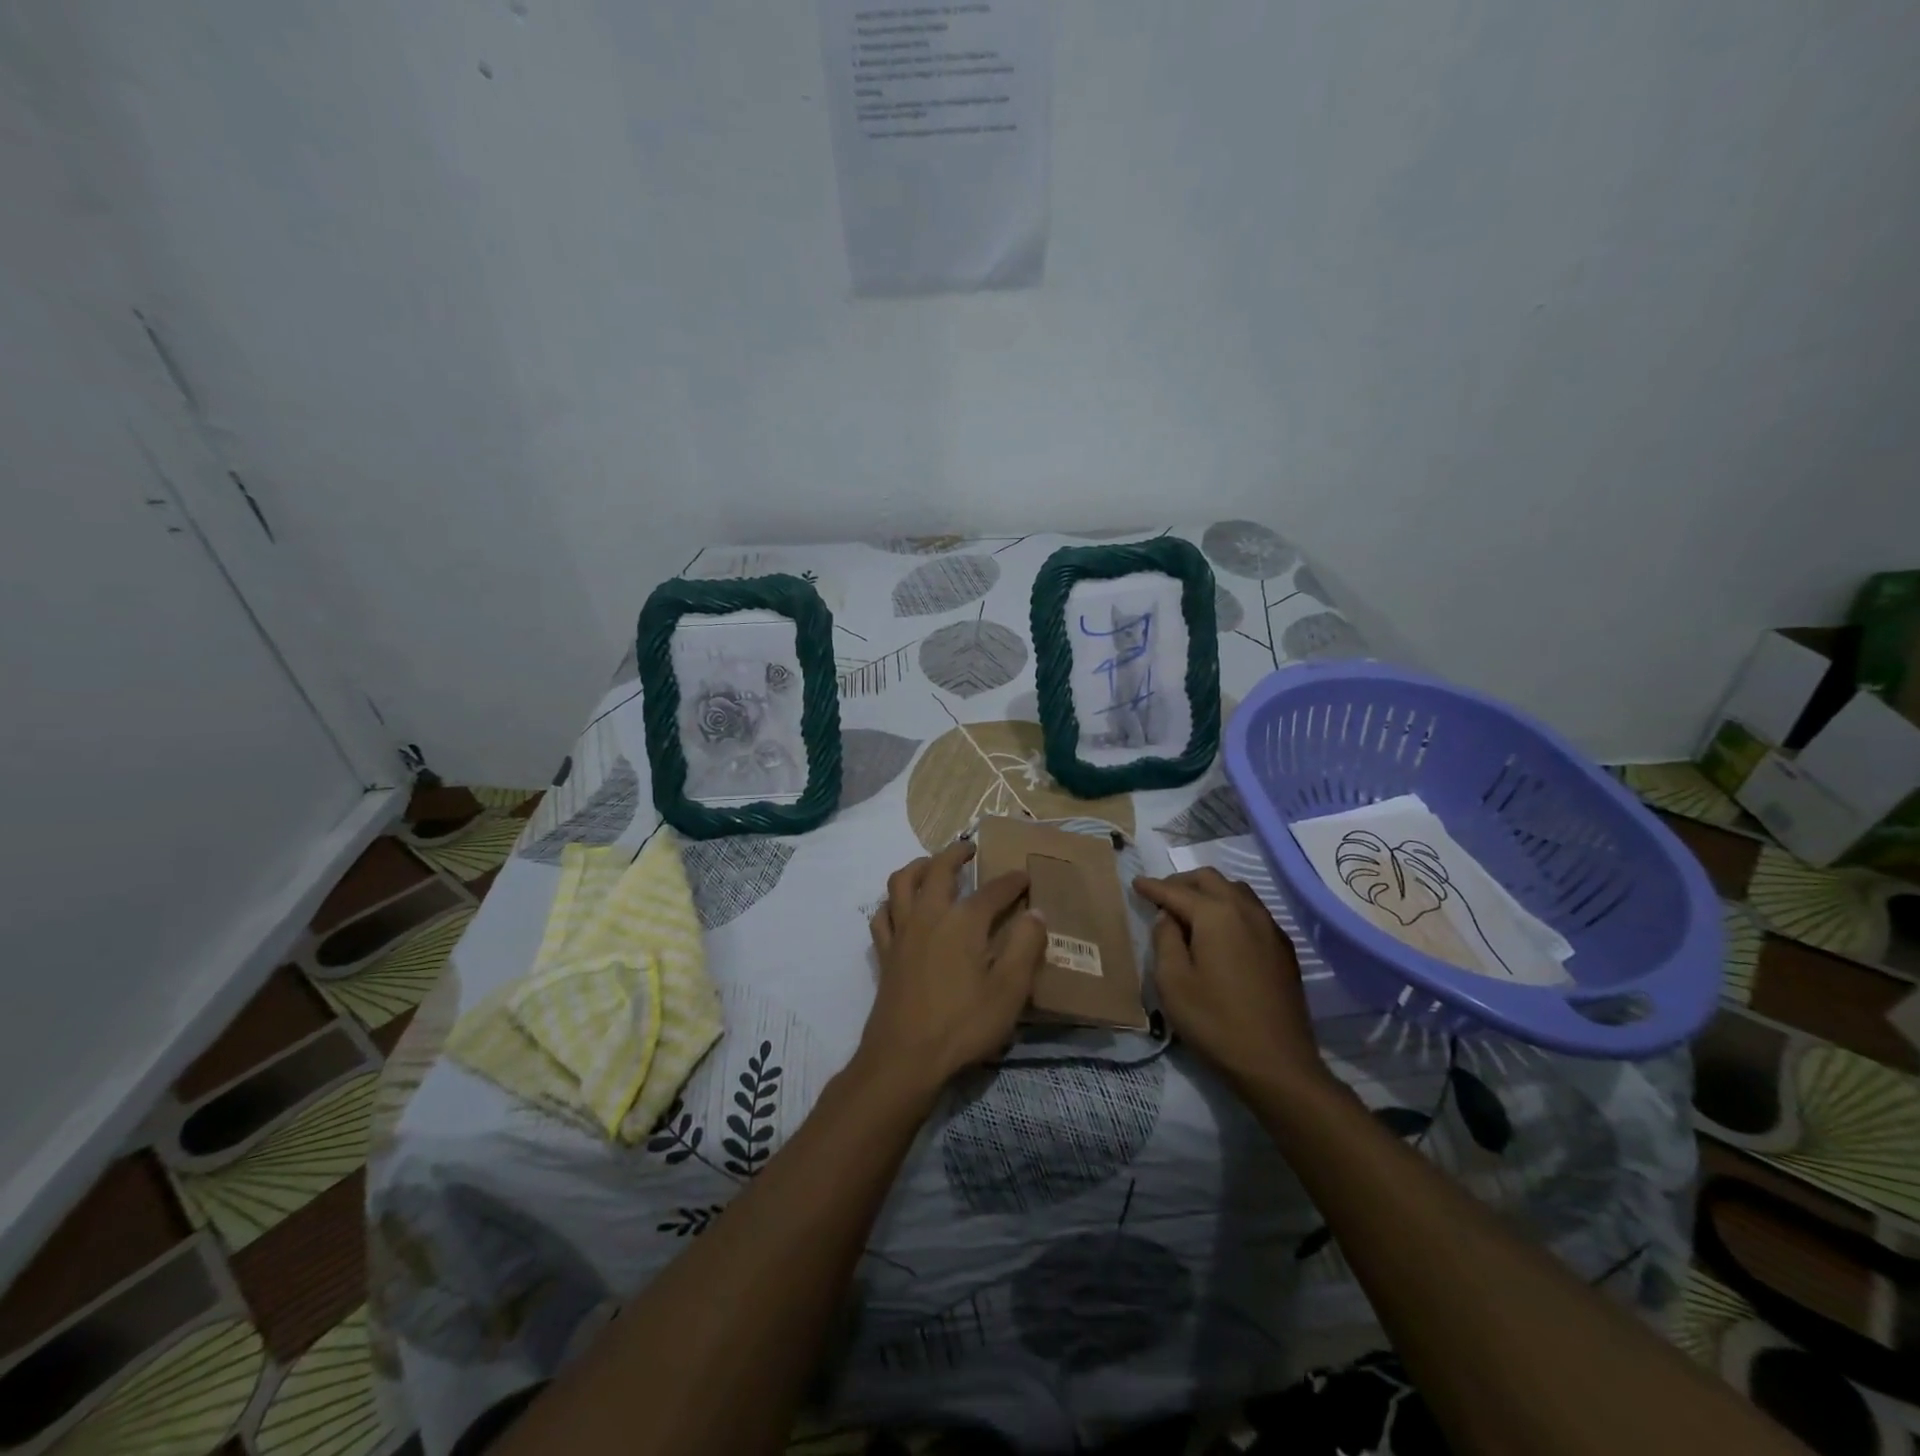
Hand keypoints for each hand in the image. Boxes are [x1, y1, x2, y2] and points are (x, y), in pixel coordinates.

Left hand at [861, 840, 1046, 1096]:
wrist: (904, 1059)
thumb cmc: (963, 1025)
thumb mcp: (1009, 991)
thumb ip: (1025, 948)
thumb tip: (1035, 913)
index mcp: (963, 922)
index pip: (993, 890)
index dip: (1012, 881)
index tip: (1025, 876)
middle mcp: (929, 916)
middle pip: (938, 870)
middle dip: (955, 854)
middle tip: (969, 848)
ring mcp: (902, 933)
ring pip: (901, 882)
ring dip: (917, 866)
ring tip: (931, 865)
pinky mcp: (886, 954)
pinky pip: (882, 915)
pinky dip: (891, 902)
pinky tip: (900, 908)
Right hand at [1134, 867, 1335, 1098]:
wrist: (1277, 1063)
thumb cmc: (1215, 1022)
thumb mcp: (1173, 982)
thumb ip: (1165, 939)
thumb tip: (1168, 917)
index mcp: (1216, 915)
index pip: (1177, 891)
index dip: (1153, 887)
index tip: (1136, 883)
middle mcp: (1247, 911)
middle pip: (1211, 880)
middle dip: (1183, 883)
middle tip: (1162, 897)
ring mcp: (1270, 928)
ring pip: (1236, 891)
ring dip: (1210, 892)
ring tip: (1190, 911)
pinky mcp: (1283, 949)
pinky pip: (1253, 911)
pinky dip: (1230, 908)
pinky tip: (1221, 932)